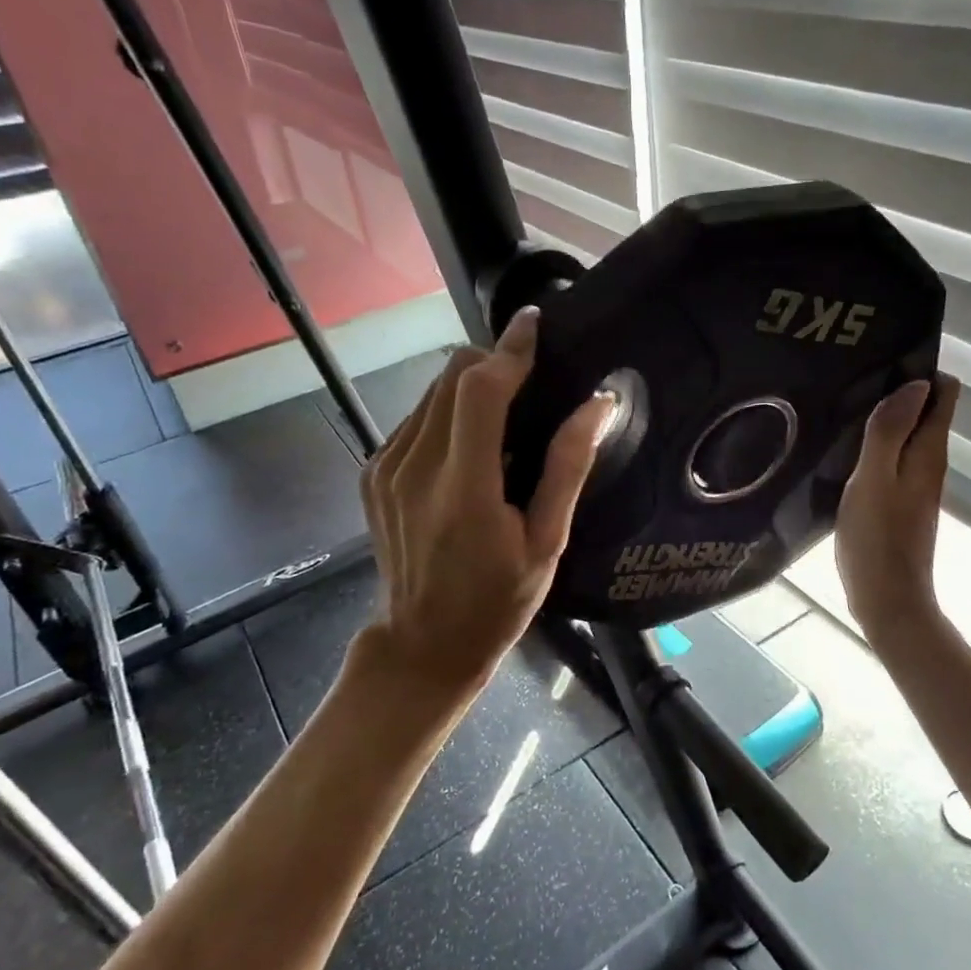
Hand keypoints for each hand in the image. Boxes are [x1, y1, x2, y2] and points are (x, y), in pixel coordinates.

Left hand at [359, 306, 612, 706]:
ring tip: (506, 415)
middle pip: (451, 376)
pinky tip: (472, 446)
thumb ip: (567, 469)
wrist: (422, 645)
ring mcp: (385, 469)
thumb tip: (597, 405)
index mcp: (463, 489)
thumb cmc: (496, 602)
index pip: (480, 391)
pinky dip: (448, 413)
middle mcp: (414, 467)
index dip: (511, 350)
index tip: (536, 324)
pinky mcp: (373, 473)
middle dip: (493, 363)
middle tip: (531, 380)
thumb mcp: (546, 543)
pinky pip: (416, 418)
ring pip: (431, 391)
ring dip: (471, 387)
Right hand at [835, 374, 959, 638]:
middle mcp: (929, 463)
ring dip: (883, 420)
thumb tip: (916, 383)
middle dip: (898, 391)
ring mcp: (915, 485)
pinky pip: (892, 460)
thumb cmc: (877, 539)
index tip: (884, 361)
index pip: (945, 393)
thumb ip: (890, 431)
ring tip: (842, 409)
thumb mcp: (874, 479)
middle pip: (925, 412)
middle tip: (853, 381)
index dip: (922, 371)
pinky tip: (843, 451)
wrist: (887, 599)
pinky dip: (874, 447)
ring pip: (906, 436)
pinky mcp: (899, 503)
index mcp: (928, 452)